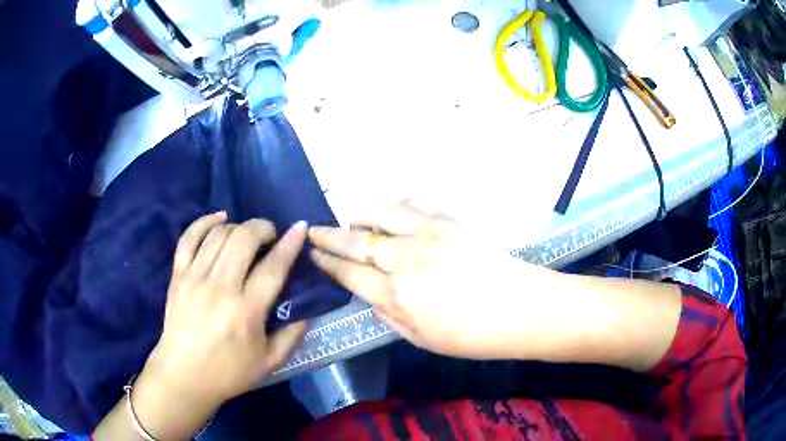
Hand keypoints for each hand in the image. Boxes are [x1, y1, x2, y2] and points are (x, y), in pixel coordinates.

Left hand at [144, 212, 307, 407]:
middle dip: (262, 227)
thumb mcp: (270, 361)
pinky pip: (189, 237)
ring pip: (219, 234)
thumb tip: (307, 310)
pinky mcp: (178, 275)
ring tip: (246, 235)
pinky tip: (219, 218)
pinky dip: (204, 222)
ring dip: (238, 226)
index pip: (273, 267)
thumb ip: (292, 334)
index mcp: (247, 311)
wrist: (184, 375)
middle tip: (271, 235)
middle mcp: (220, 287)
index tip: (300, 227)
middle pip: (243, 239)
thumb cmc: (228, 372)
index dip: (290, 244)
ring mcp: (195, 278)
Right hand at [308, 202, 537, 359]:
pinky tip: (394, 214)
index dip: (327, 263)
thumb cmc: (473, 335)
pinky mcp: (450, 219)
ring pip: (380, 210)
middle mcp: (406, 258)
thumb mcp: (421, 339)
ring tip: (352, 219)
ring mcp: (429, 233)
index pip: (349, 273)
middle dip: (328, 235)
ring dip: (358, 214)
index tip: (313, 255)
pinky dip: (395, 206)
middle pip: (355, 239)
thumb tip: (370, 294)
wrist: (522, 308)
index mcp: (398, 295)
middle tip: (313, 231)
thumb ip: (388, 315)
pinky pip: (413, 203)